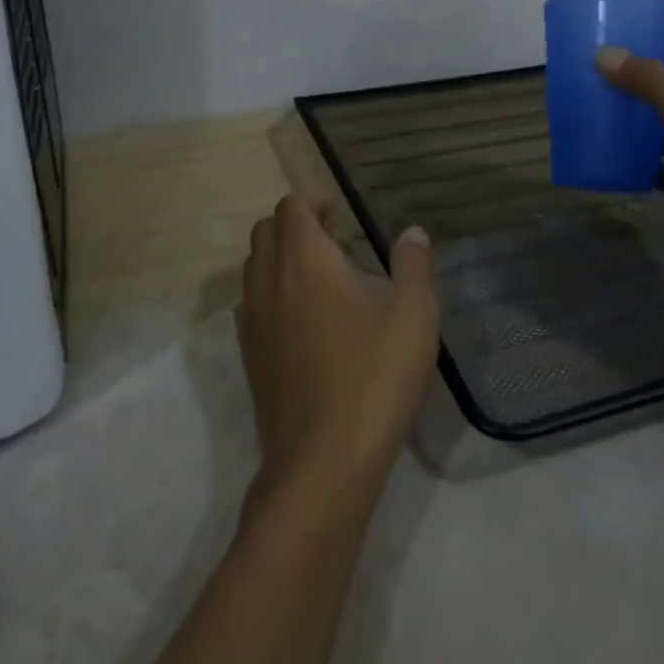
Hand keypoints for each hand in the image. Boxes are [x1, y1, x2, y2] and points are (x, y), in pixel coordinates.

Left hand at [237, 196, 438, 504]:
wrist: (321, 462)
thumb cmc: (373, 378)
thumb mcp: (413, 317)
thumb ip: (413, 266)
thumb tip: (412, 233)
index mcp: (305, 260)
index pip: (291, 207)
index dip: (313, 202)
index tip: (340, 215)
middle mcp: (269, 281)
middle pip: (265, 231)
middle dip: (294, 224)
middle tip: (332, 239)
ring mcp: (252, 321)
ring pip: (253, 267)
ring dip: (279, 257)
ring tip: (318, 276)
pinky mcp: (249, 356)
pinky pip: (250, 303)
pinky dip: (270, 291)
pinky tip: (302, 320)